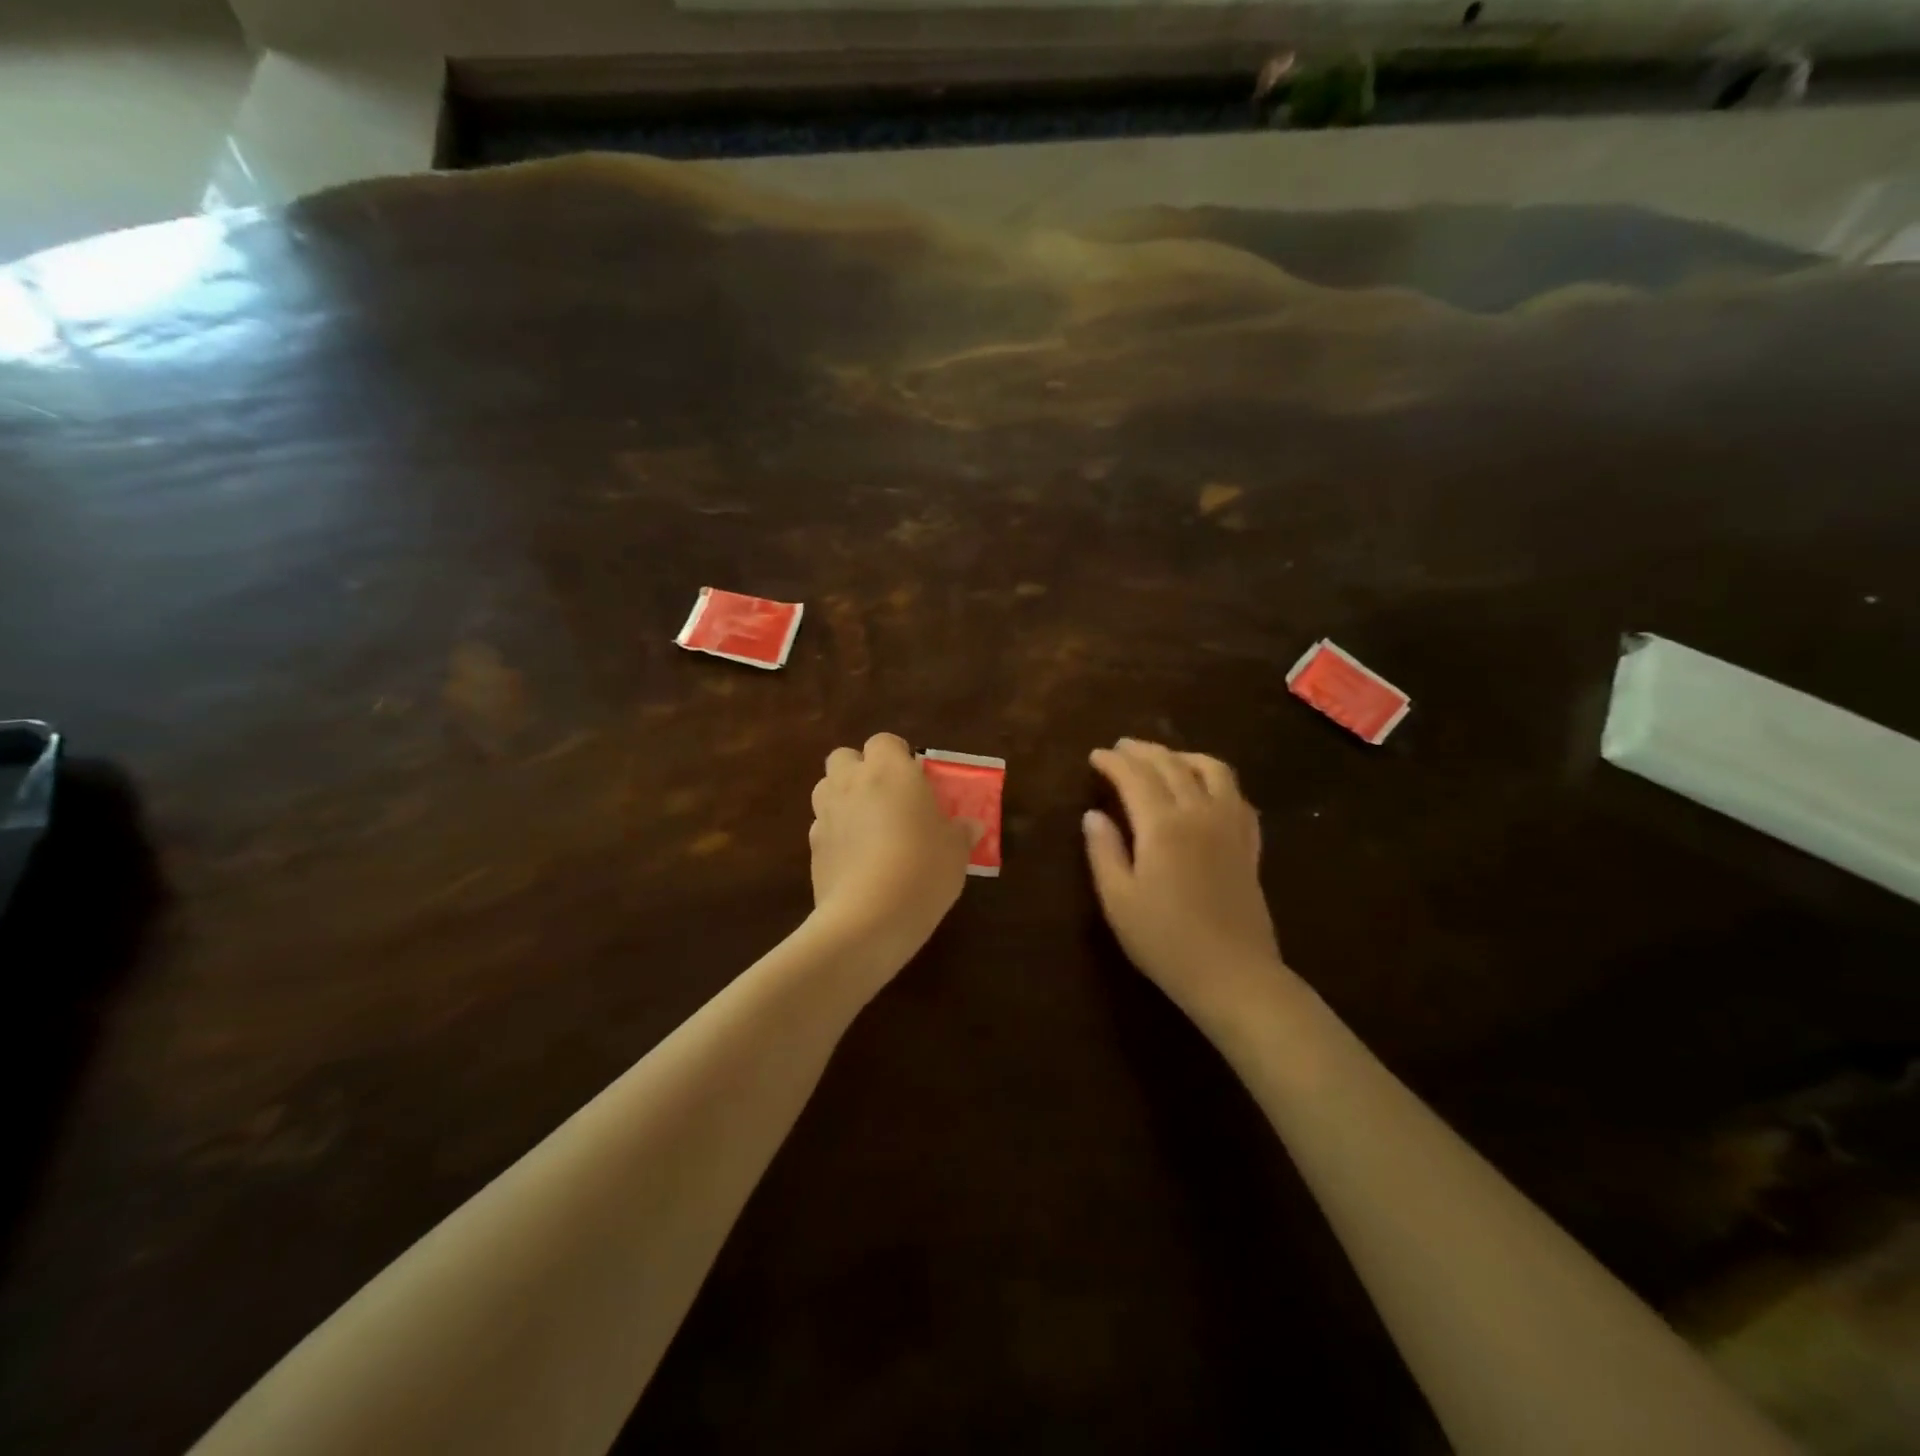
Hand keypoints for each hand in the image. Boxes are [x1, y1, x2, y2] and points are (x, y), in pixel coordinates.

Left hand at [809, 733, 977, 965]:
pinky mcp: (812, 847)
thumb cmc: (923, 869)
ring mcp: (826, 814)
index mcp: (890, 771)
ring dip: (842, 798)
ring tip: (868, 826)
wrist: (869, 918)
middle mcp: (852, 783)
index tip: (914, 778)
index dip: (897, 755)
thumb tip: (971, 826)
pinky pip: (822, 827)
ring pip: (825, 788)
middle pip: (844, 757)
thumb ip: (961, 832)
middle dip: (860, 770)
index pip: (884, 741)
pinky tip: (855, 860)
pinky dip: (836, 834)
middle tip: (886, 797)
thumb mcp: (956, 851)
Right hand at [1084, 739, 1284, 1024]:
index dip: (1113, 762)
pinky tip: (1207, 789)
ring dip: (1184, 756)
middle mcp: (1200, 814)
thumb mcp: (1118, 900)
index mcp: (1163, 826)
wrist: (1233, 974)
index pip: (1135, 776)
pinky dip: (1217, 780)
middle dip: (1143, 751)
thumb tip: (1093, 815)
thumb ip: (1103, 851)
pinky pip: (1238, 796)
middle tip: (1121, 748)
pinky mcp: (1249, 844)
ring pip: (1213, 770)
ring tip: (1165, 759)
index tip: (1095, 756)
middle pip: (1171, 765)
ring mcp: (1230, 826)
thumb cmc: (1165, 940)